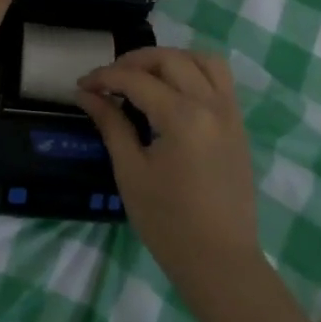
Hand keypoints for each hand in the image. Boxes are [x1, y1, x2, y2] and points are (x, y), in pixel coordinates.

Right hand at [76, 48, 261, 290]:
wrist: (220, 262)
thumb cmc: (168, 223)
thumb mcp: (130, 172)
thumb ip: (111, 124)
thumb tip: (86, 94)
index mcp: (183, 117)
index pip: (136, 80)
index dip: (105, 78)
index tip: (82, 86)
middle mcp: (211, 104)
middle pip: (170, 59)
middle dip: (134, 62)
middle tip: (108, 80)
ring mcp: (230, 113)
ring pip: (202, 60)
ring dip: (170, 59)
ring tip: (144, 76)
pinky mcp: (238, 124)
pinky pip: (220, 79)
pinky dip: (194, 71)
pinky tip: (173, 90)